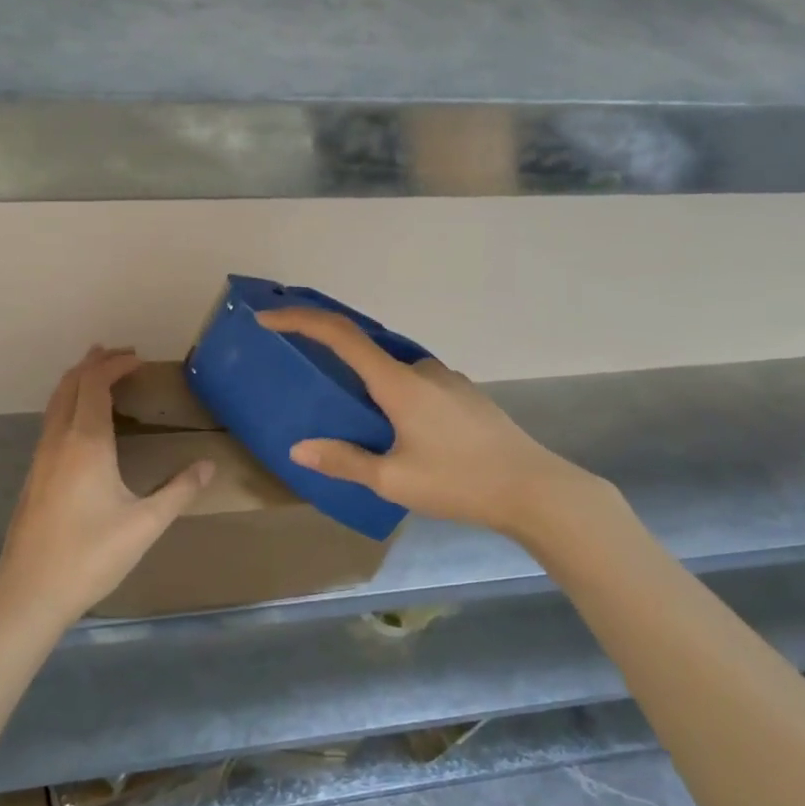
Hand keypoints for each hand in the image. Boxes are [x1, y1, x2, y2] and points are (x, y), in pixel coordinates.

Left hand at [0, 346, 213, 631]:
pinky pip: (51, 421)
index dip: (115, 364)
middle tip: (121, 355)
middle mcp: (59, 441)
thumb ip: (179, 491)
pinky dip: (69, 404)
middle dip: (95, 363)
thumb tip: (209, 466)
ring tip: (100, 375)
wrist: (30, 592)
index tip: (138, 359)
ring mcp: (41, 458)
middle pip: (70, 384)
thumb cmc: (91, 555)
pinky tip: (82, 424)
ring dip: (78, 381)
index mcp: (86, 443)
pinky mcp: (34, 476)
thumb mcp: (145, 525)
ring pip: (55, 402)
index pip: (96, 384)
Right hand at [255, 308, 615, 548]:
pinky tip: (399, 430)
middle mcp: (422, 370)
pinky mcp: (464, 395)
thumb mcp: (394, 480)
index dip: (301, 320)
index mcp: (399, 383)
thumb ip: (345, 461)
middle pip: (366, 348)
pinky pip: (416, 383)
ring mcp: (448, 379)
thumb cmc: (460, 482)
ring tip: (354, 418)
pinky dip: (393, 392)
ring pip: (394, 370)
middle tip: (306, 372)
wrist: (535, 489)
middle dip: (331, 352)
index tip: (269, 317)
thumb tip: (299, 449)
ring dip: (367, 381)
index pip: (340, 335)